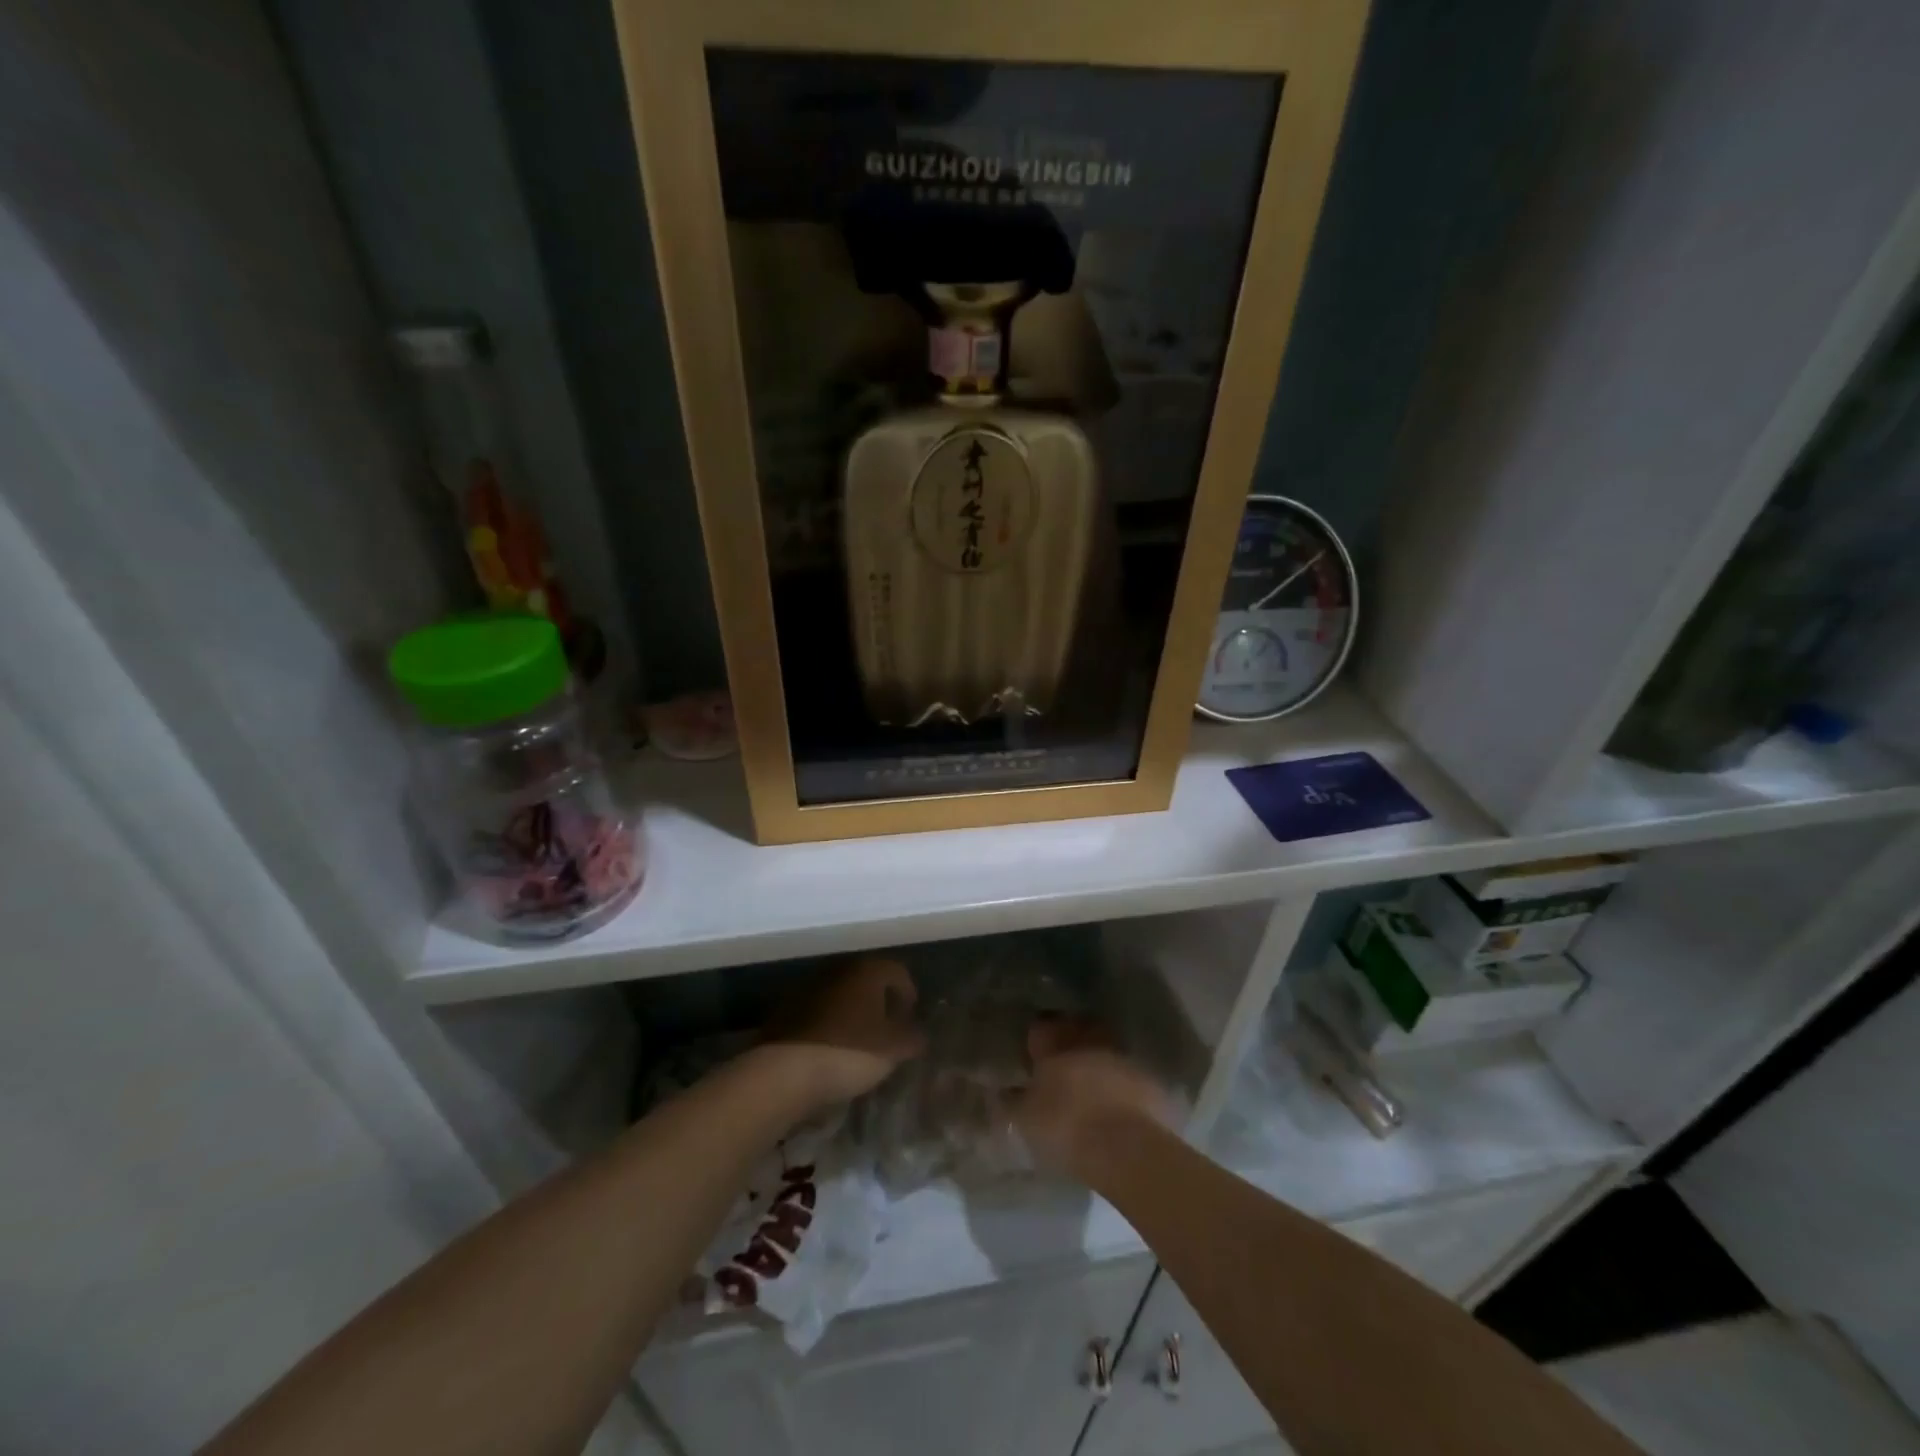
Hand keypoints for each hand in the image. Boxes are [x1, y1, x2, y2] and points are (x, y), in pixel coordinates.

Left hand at [764, 955, 926, 1108]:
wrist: (783, 1072)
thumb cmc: (849, 1052)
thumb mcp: (894, 1050)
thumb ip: (913, 1037)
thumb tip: (918, 1033)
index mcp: (867, 970)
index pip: (897, 971)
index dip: (908, 994)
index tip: (910, 1020)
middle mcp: (837, 969)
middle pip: (866, 980)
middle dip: (879, 1002)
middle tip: (887, 1029)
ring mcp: (807, 987)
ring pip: (840, 994)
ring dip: (852, 1012)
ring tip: (859, 1042)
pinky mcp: (785, 1009)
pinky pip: (817, 1011)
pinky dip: (828, 1024)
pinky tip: (830, 1049)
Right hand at [1011, 1018, 1175, 1180]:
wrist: (1127, 1149)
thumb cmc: (1066, 1127)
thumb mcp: (1025, 1120)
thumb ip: (1012, 1101)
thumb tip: (1002, 1090)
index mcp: (1056, 1045)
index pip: (1042, 1028)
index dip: (1037, 1037)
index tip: (1033, 1051)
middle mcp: (1089, 1042)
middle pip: (1078, 1031)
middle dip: (1070, 1041)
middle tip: (1062, 1059)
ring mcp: (1122, 1059)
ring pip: (1105, 1049)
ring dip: (1098, 1060)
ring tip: (1090, 1081)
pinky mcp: (1150, 1082)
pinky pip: (1129, 1075)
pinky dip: (1122, 1083)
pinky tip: (1117, 1101)